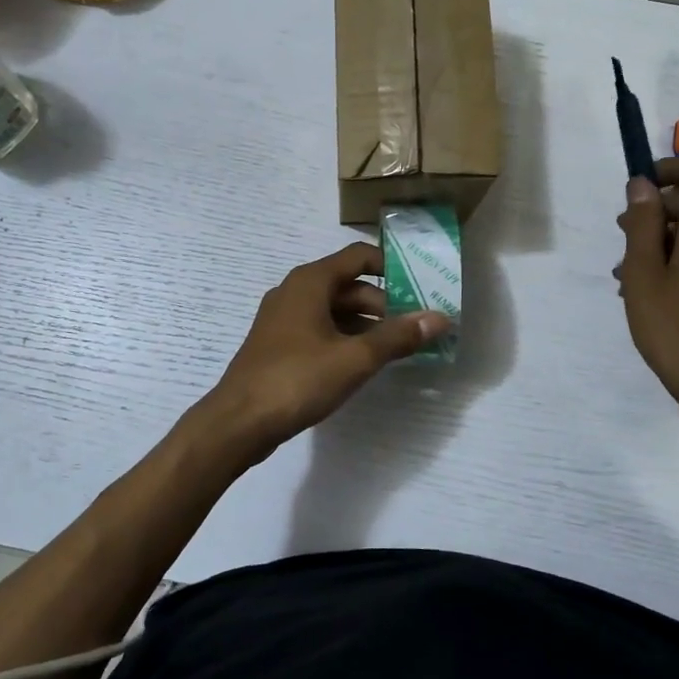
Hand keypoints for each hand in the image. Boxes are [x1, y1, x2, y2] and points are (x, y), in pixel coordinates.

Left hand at [206, 243, 450, 456]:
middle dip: (383, 304)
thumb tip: (439, 318)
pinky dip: (344, 338)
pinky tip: (362, 363)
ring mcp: (282, 319)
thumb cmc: (297, 379)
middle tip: (415, 327)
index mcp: (310, 282)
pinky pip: (319, 330)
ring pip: (333, 310)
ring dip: (365, 324)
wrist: (239, 421)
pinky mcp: (278, 344)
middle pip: (348, 285)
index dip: (391, 267)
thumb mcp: (355, 358)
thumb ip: (397, 337)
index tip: (421, 286)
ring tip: (396, 348)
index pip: (358, 256)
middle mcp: (294, 291)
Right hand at [617, 157, 678, 421]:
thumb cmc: (677, 328)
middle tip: (621, 239)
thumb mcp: (645, 274)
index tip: (637, 189)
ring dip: (664, 240)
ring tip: (627, 273)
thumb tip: (642, 184)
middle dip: (657, 212)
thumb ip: (642, 224)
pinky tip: (652, 291)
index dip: (669, 168)